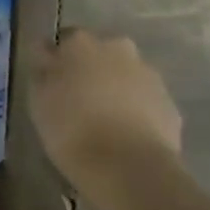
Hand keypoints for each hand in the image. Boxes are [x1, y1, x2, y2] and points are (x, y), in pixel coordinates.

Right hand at [29, 28, 183, 187]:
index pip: (65, 40)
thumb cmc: (73, 130)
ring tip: (106, 125)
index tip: (53, 83)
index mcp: (81, 43)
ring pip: (126, 77)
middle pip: (100, 54)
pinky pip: (146, 103)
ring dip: (117, 91)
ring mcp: (148, 75)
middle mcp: (117, 48)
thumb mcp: (39, 101)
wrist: (130, 168)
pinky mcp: (169, 105)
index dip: (58, 61)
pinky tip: (128, 139)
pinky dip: (137, 114)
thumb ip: (43, 72)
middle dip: (92, 71)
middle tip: (80, 102)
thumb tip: (47, 55)